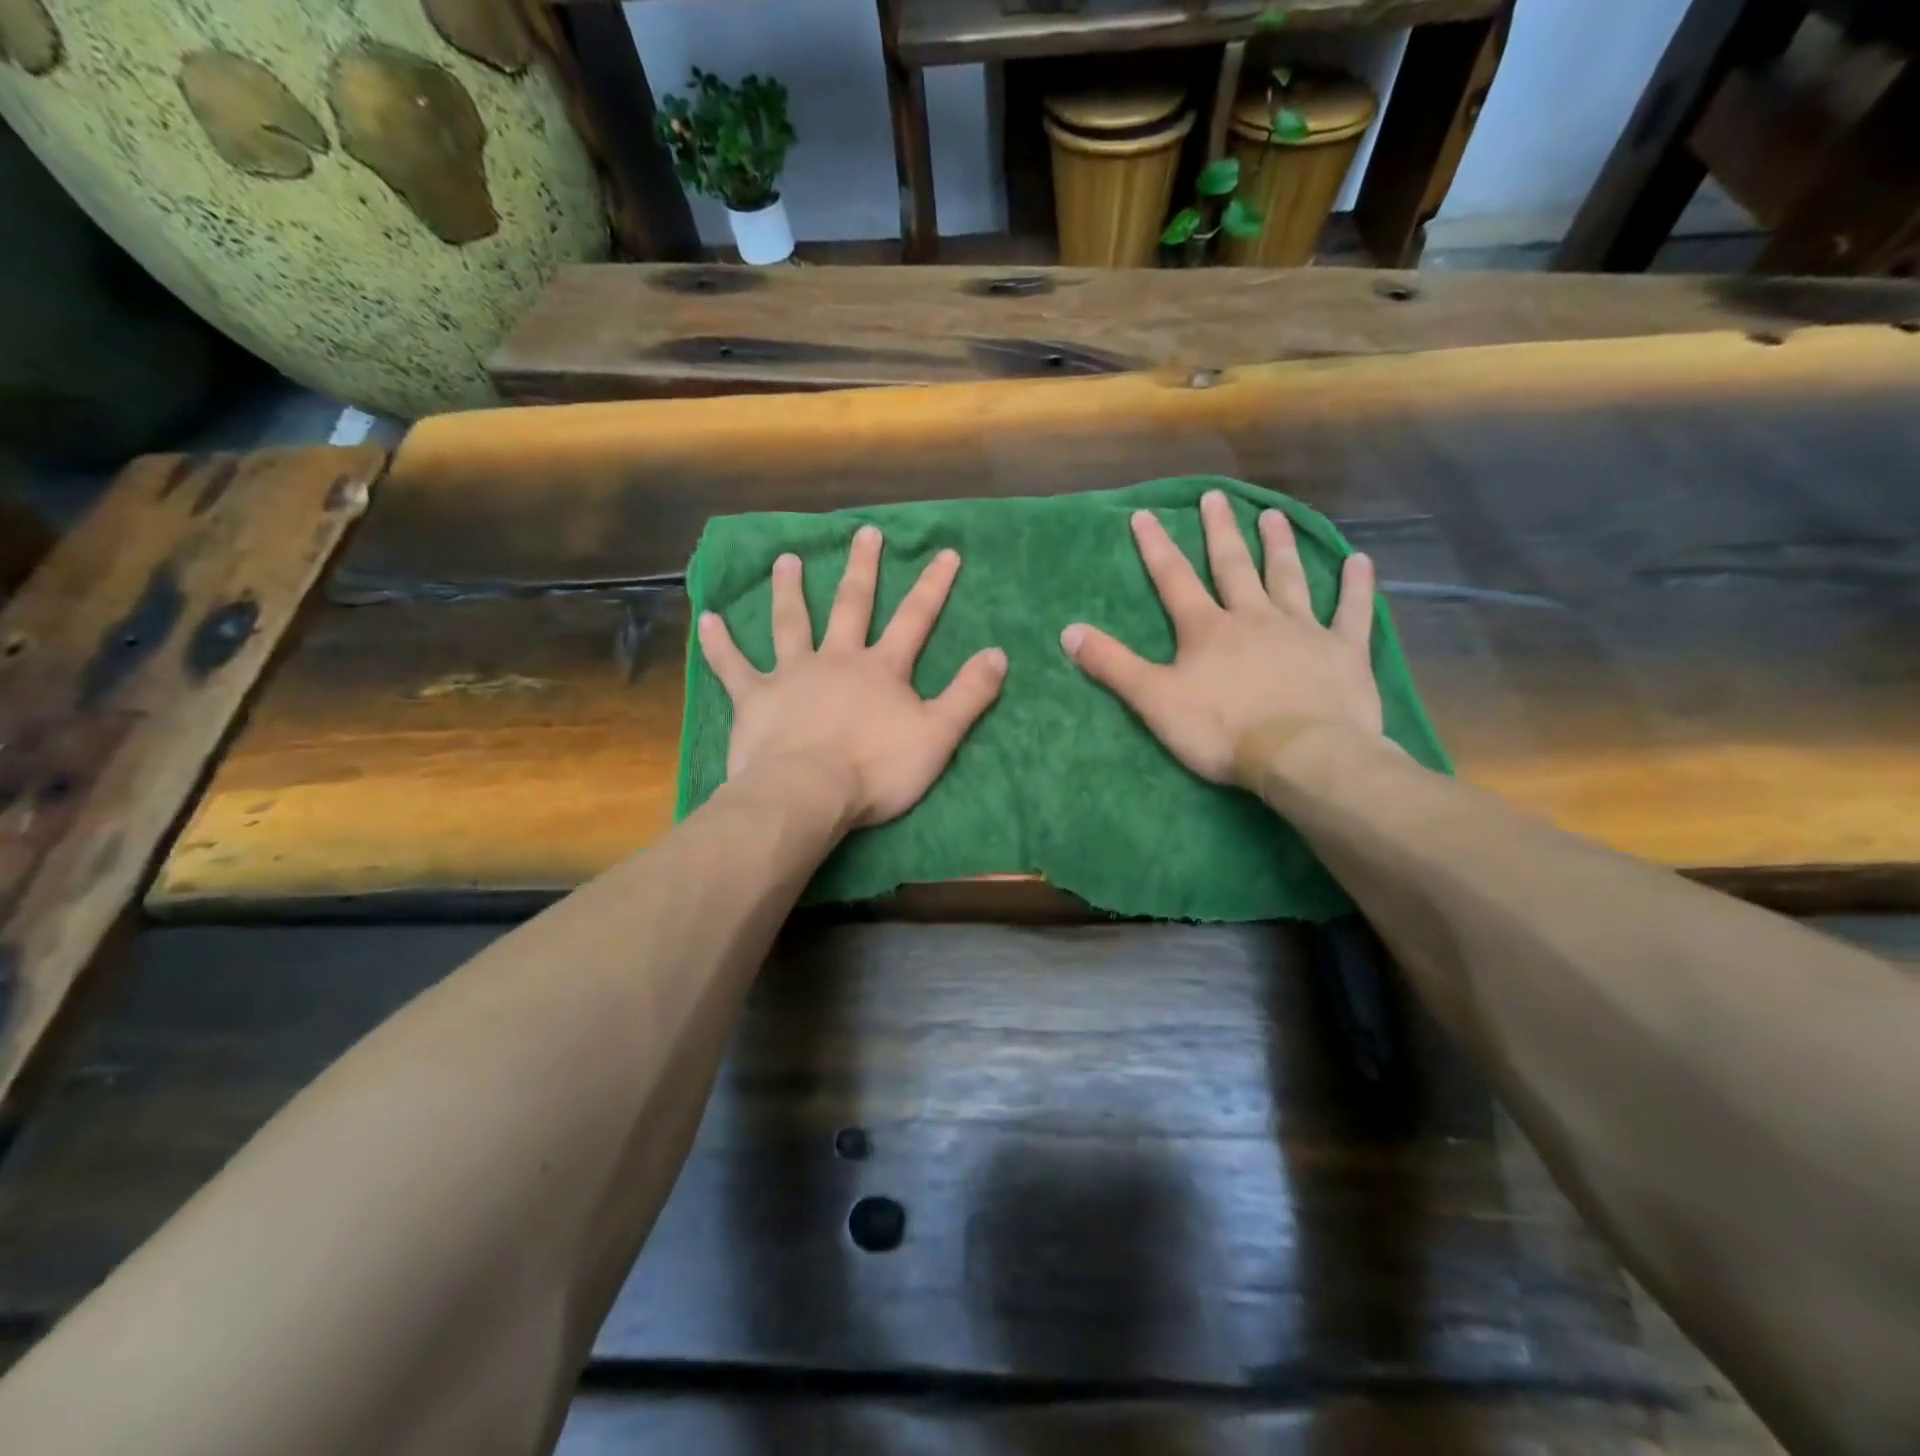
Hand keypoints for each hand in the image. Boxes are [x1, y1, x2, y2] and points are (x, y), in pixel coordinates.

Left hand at [698, 525, 1006, 827]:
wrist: (808, 793)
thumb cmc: (876, 769)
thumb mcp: (938, 735)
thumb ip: (969, 694)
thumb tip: (999, 654)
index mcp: (881, 669)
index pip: (915, 618)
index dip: (933, 585)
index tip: (946, 552)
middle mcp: (837, 659)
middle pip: (851, 605)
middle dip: (861, 568)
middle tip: (864, 532)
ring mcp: (792, 674)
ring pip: (790, 623)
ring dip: (789, 590)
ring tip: (786, 559)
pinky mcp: (755, 698)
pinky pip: (733, 666)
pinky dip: (719, 643)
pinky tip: (707, 619)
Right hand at [1061, 489, 1382, 786]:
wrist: (1302, 754)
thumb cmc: (1222, 730)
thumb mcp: (1154, 701)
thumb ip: (1112, 665)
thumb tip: (1067, 631)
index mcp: (1207, 629)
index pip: (1174, 579)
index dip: (1156, 547)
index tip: (1145, 514)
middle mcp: (1253, 617)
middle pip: (1233, 567)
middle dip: (1220, 532)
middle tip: (1216, 497)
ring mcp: (1303, 630)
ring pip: (1288, 578)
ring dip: (1279, 546)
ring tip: (1274, 516)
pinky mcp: (1343, 651)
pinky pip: (1352, 612)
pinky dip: (1356, 587)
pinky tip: (1361, 561)